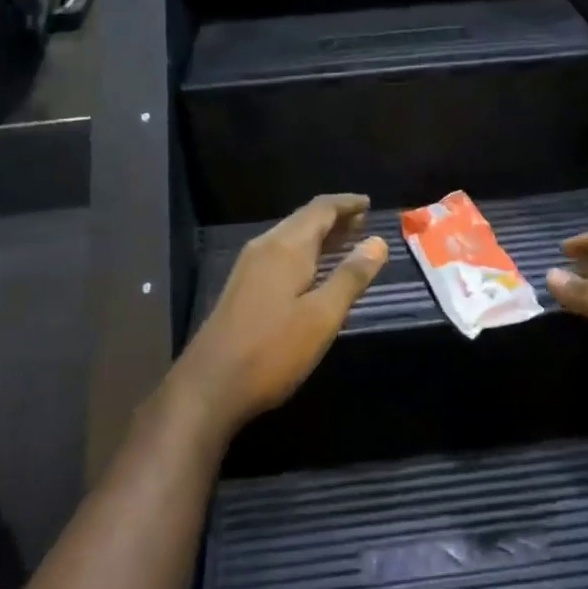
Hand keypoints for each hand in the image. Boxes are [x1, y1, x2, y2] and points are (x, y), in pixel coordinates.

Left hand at [171, 194, 389, 441]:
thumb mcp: (322, 316)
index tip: (370, 203)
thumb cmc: (272, 350)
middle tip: (364, 222)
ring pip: (291, 238)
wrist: (209, 386)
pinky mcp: (243, 288)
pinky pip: (281, 255)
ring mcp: (250, 267)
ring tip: (348, 241)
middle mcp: (266, 247)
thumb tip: (378, 242)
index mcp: (286, 247)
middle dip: (335, 218)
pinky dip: (306, 253)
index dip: (347, 204)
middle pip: (304, 220)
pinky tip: (316, 272)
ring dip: (321, 236)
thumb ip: (351, 277)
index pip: (321, 209)